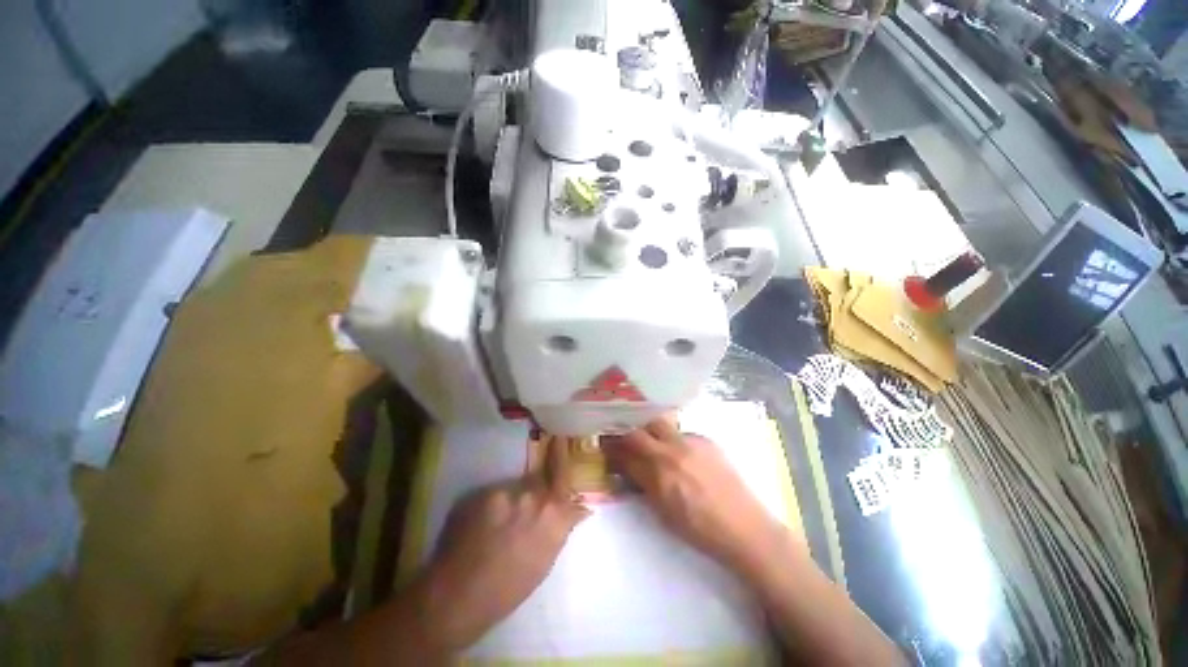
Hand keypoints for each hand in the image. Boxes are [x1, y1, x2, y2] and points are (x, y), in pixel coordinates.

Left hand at [420, 436, 589, 648]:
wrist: (460, 595)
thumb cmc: (511, 588)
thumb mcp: (547, 559)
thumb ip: (563, 526)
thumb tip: (582, 508)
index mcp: (553, 513)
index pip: (562, 472)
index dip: (561, 453)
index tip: (560, 439)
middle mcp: (531, 495)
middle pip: (539, 478)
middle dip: (538, 487)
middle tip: (529, 504)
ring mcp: (505, 492)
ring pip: (515, 488)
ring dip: (513, 501)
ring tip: (500, 526)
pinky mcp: (481, 494)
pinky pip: (495, 495)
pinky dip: (493, 508)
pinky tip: (483, 529)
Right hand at [603, 417, 786, 575]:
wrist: (744, 527)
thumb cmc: (700, 529)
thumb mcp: (663, 513)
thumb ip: (642, 485)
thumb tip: (626, 468)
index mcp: (659, 476)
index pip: (625, 454)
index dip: (611, 448)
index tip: (605, 444)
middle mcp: (671, 452)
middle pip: (638, 431)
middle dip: (626, 432)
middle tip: (622, 436)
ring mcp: (690, 442)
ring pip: (659, 423)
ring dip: (648, 429)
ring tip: (649, 438)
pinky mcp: (706, 439)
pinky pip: (681, 431)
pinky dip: (672, 438)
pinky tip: (678, 451)